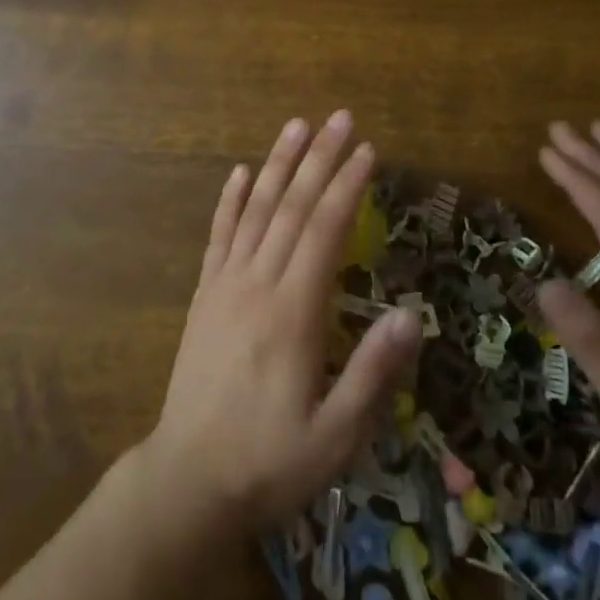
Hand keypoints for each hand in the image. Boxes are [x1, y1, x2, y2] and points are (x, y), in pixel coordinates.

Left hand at [136, 111, 423, 536]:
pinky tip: (239, 171)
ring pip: (255, 210)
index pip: (324, 230)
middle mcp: (257, 284)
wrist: (187, 482)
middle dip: (320, 158)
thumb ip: (373, 373)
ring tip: (296, 125)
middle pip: (292, 207)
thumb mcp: (335, 437)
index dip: (347, 186)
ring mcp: (225, 285)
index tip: (367, 151)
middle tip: (340, 117)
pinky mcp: (204, 296)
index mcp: (293, 312)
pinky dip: (229, 200)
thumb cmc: (269, 462)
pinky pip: (218, 236)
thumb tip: (412, 315)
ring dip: (278, 164)